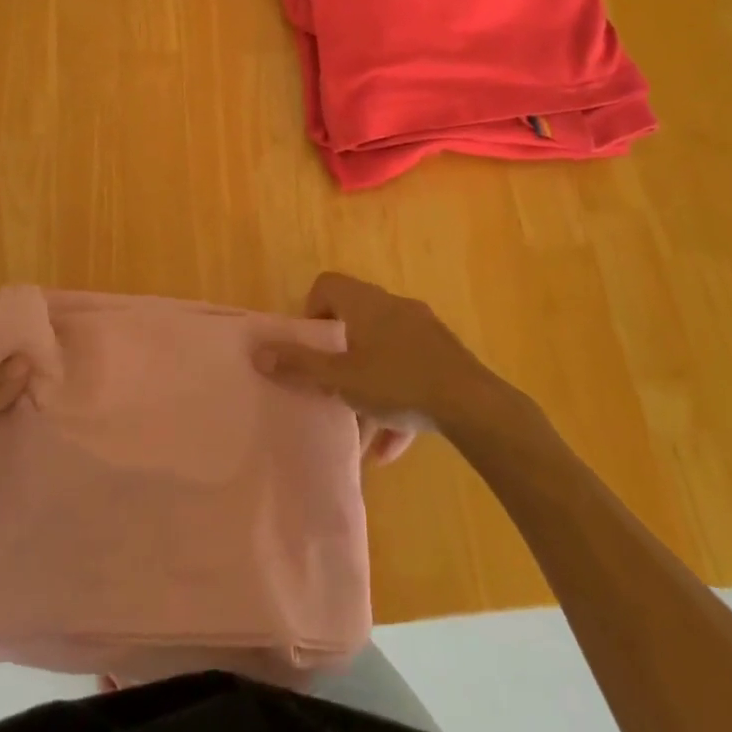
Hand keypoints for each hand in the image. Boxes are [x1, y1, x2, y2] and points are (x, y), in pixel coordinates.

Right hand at [254, 273, 521, 437]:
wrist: (474, 406)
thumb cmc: (398, 382)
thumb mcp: (341, 379)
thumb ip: (299, 366)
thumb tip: (257, 352)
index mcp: (365, 303)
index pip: (327, 284)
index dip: (311, 311)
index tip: (312, 346)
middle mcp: (393, 307)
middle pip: (354, 319)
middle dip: (339, 354)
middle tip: (331, 383)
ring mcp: (423, 331)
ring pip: (383, 352)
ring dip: (367, 384)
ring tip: (359, 425)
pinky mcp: (445, 357)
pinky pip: (409, 373)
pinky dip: (396, 400)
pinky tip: (390, 447)